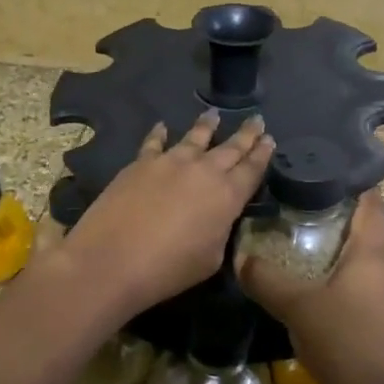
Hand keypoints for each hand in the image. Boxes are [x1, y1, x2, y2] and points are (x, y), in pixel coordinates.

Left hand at [62, 111, 272, 316]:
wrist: (113, 259)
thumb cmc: (169, 268)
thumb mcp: (211, 258)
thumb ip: (219, 231)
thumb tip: (216, 218)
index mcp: (227, 196)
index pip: (252, 169)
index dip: (263, 154)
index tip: (270, 139)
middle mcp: (203, 171)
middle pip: (231, 147)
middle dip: (246, 134)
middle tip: (256, 120)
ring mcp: (170, 162)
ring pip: (195, 137)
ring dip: (207, 126)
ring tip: (214, 114)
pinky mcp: (141, 163)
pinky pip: (154, 143)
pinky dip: (160, 134)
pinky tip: (162, 126)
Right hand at [238, 190, 383, 383]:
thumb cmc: (338, 339)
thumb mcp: (294, 305)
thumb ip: (266, 279)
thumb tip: (241, 258)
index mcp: (371, 255)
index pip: (374, 208)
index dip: (363, 191)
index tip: (343, 181)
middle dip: (374, 225)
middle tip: (341, 226)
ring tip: (355, 260)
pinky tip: (361, 296)